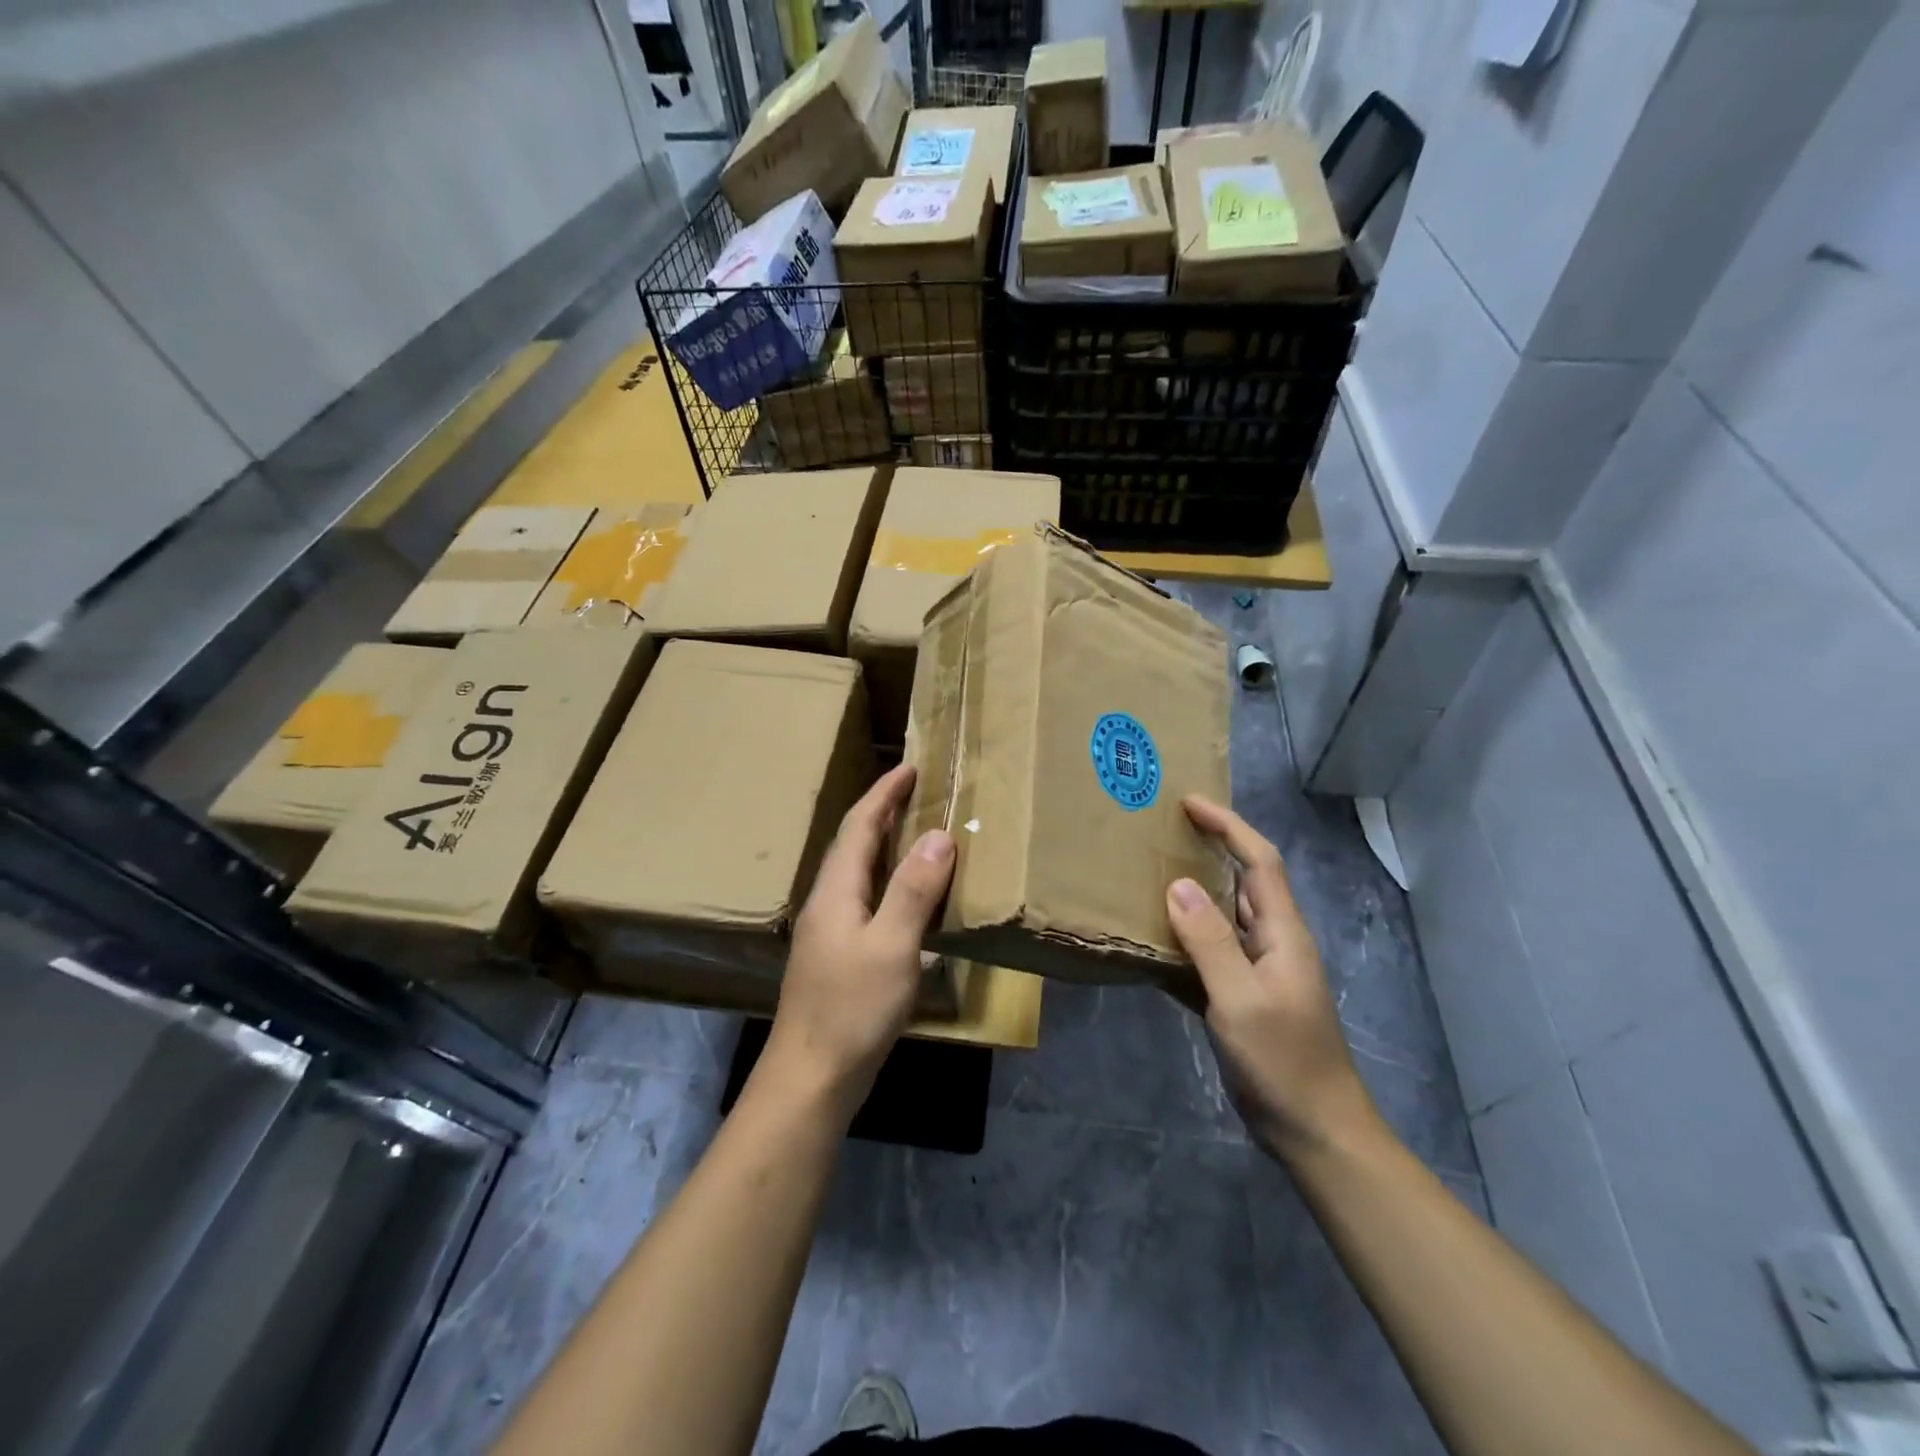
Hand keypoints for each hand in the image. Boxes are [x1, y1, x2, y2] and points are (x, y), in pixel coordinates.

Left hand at [767, 764, 954, 1115]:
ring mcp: (829, 932)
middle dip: (883, 813)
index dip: (883, 794)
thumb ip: (913, 890)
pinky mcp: (838, 957)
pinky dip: (890, 883)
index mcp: (836, 891)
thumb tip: (938, 835)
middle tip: (918, 793)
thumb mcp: (892, 946)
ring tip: (919, 834)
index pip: (859, 826)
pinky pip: (866, 901)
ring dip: (886, 847)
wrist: (811, 1077)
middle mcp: (827, 903)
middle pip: (855, 845)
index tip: (909, 767)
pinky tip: (909, 898)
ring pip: (859, 874)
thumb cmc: (852, 1008)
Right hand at [1166, 796, 1378, 1163]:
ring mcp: (1257, 973)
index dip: (1228, 826)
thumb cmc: (1284, 1062)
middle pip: (1242, 882)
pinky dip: (1181, 942)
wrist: (1314, 1132)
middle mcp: (1272, 943)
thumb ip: (1210, 942)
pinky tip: (1148, 943)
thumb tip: (1178, 885)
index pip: (1260, 861)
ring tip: (1145, 877)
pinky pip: (1207, 956)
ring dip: (1191, 895)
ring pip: (1222, 919)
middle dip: (1209, 850)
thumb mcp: (1241, 1000)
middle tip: (1160, 833)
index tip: (1189, 803)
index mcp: (1283, 933)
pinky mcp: (1241, 999)